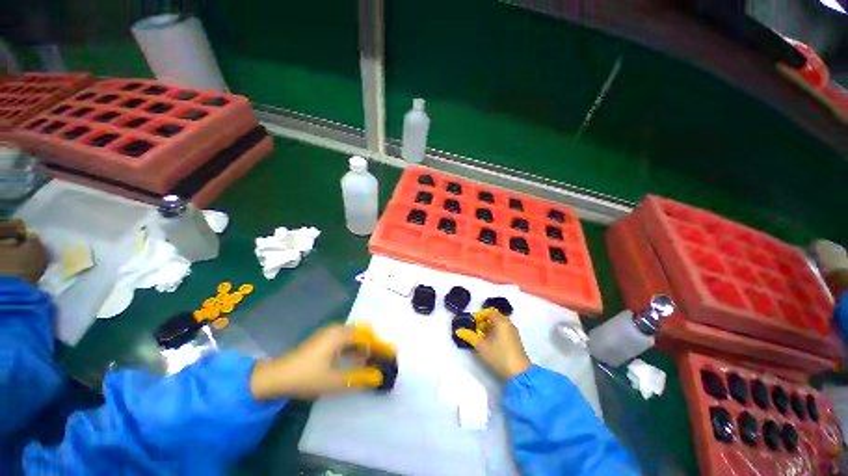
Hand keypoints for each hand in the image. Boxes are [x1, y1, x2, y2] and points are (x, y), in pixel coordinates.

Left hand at [250, 324, 383, 399]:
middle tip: (382, 356)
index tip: (390, 354)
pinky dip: (354, 347)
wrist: (275, 377)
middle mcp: (336, 329)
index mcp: (340, 335)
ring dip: (364, 345)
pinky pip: (345, 339)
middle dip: (374, 343)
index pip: (367, 336)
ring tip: (372, 359)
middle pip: (362, 331)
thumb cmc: (306, 377)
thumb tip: (379, 376)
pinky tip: (355, 359)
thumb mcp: (334, 381)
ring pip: (353, 335)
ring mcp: (329, 334)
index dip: (380, 345)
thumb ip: (359, 377)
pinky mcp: (323, 340)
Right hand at [456, 310, 531, 379]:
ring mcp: (513, 332)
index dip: (479, 316)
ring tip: (482, 338)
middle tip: (475, 331)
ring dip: (489, 328)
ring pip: (499, 325)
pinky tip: (491, 343)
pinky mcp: (515, 340)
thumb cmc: (499, 356)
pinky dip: (496, 333)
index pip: (488, 312)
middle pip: (494, 317)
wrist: (519, 373)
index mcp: (501, 321)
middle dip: (483, 322)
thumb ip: (469, 336)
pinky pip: (504, 330)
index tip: (472, 323)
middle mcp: (508, 324)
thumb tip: (459, 331)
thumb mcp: (481, 346)